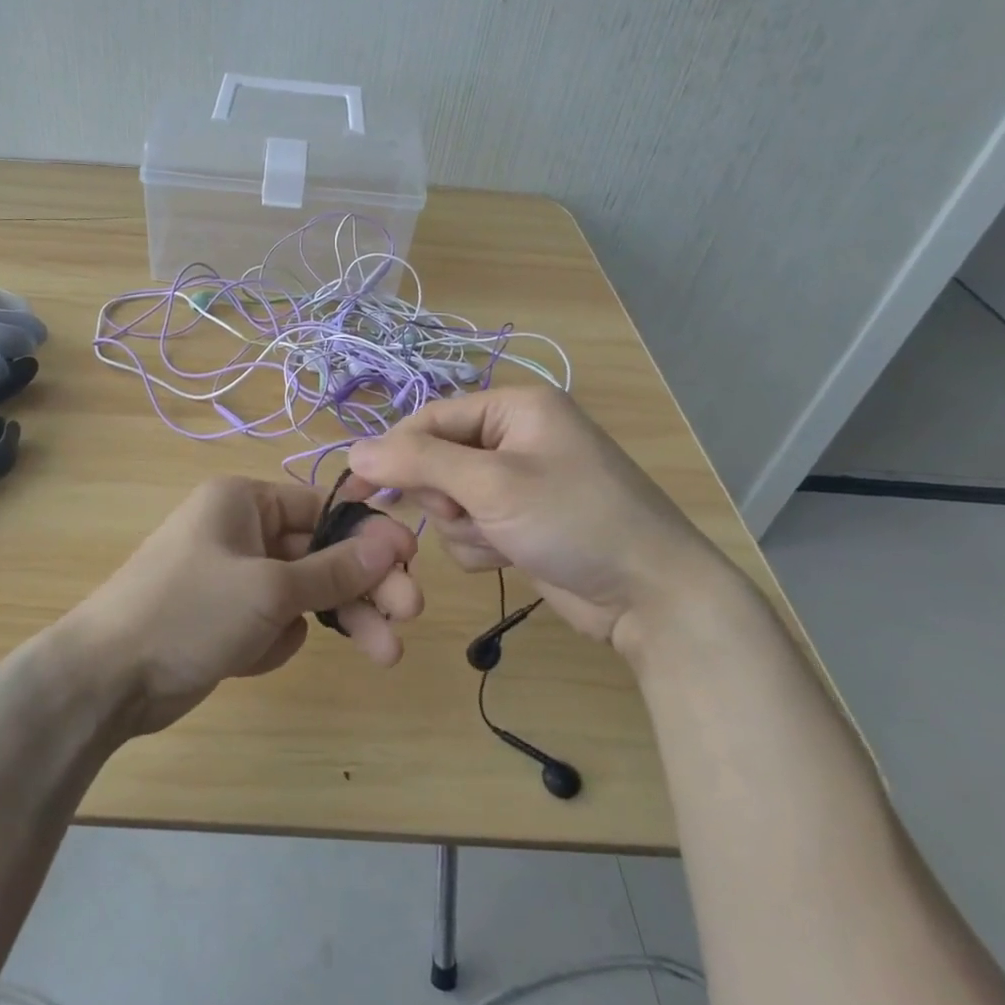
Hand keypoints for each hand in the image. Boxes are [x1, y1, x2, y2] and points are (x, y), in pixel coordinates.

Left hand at [60, 477, 421, 734]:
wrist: (107, 678)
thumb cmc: (189, 611)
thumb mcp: (270, 589)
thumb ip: (334, 569)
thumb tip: (392, 542)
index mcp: (244, 502)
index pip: (322, 508)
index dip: (368, 534)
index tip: (411, 560)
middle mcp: (241, 532)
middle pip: (320, 554)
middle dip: (363, 586)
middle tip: (410, 614)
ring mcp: (234, 578)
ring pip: (304, 593)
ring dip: (337, 619)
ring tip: (385, 653)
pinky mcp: (227, 619)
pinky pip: (275, 622)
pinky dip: (275, 641)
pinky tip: (251, 658)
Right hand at [346, 387, 743, 649]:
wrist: (652, 596)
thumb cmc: (574, 521)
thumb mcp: (492, 485)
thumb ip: (419, 463)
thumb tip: (353, 451)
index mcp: (513, 408)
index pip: (430, 419)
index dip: (392, 453)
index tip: (356, 489)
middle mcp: (514, 437)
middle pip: (436, 461)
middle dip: (444, 497)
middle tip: (466, 515)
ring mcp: (518, 482)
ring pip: (448, 500)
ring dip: (463, 527)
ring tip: (501, 540)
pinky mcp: (520, 522)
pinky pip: (470, 527)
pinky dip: (480, 545)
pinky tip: (512, 556)